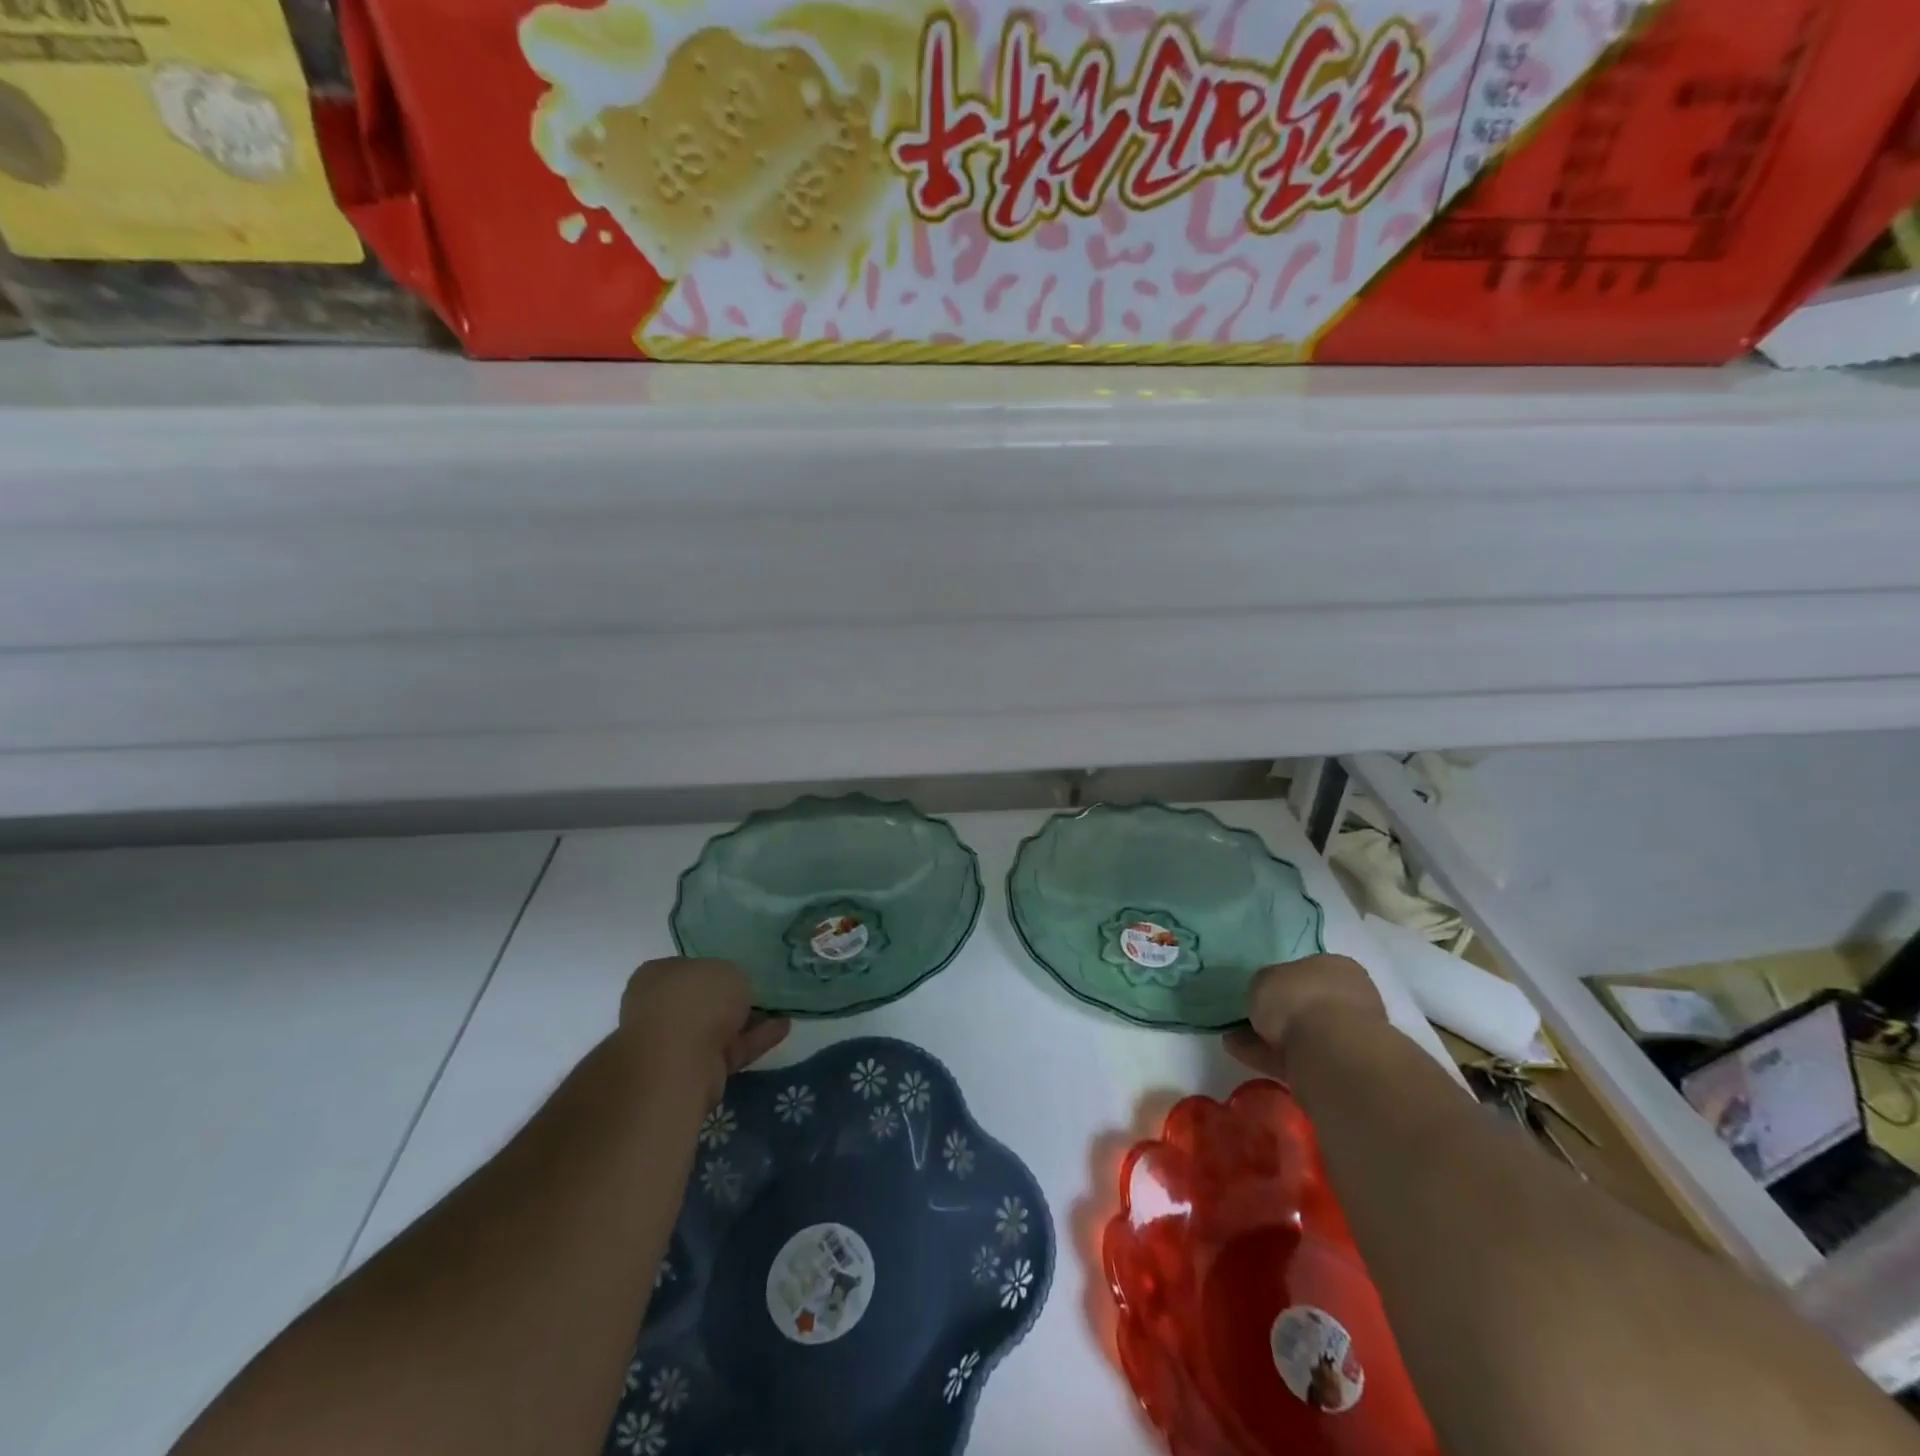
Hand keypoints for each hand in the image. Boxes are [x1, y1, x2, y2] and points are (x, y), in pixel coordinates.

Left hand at [617, 957, 789, 1107]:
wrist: (679, 1064)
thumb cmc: (696, 1001)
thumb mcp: (728, 970)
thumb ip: (732, 977)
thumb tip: (732, 990)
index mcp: (655, 975)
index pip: (686, 966)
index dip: (714, 967)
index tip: (740, 970)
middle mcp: (656, 1008)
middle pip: (701, 1000)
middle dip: (729, 999)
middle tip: (761, 992)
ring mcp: (671, 1044)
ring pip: (715, 1028)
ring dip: (746, 1022)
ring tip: (782, 1011)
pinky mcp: (691, 1072)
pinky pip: (728, 1050)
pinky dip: (753, 1041)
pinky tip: (783, 1029)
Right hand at [1224, 954, 1386, 1078]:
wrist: (1330, 1053)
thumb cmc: (1301, 999)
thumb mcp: (1266, 977)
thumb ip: (1266, 985)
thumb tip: (1266, 995)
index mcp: (1338, 969)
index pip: (1309, 970)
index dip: (1283, 979)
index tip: (1262, 989)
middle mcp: (1349, 1000)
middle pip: (1308, 1005)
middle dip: (1279, 1012)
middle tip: (1248, 1016)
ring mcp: (1346, 1038)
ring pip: (1301, 1034)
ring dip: (1269, 1037)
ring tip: (1234, 1037)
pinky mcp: (1335, 1070)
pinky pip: (1294, 1058)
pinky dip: (1268, 1056)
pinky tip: (1240, 1053)